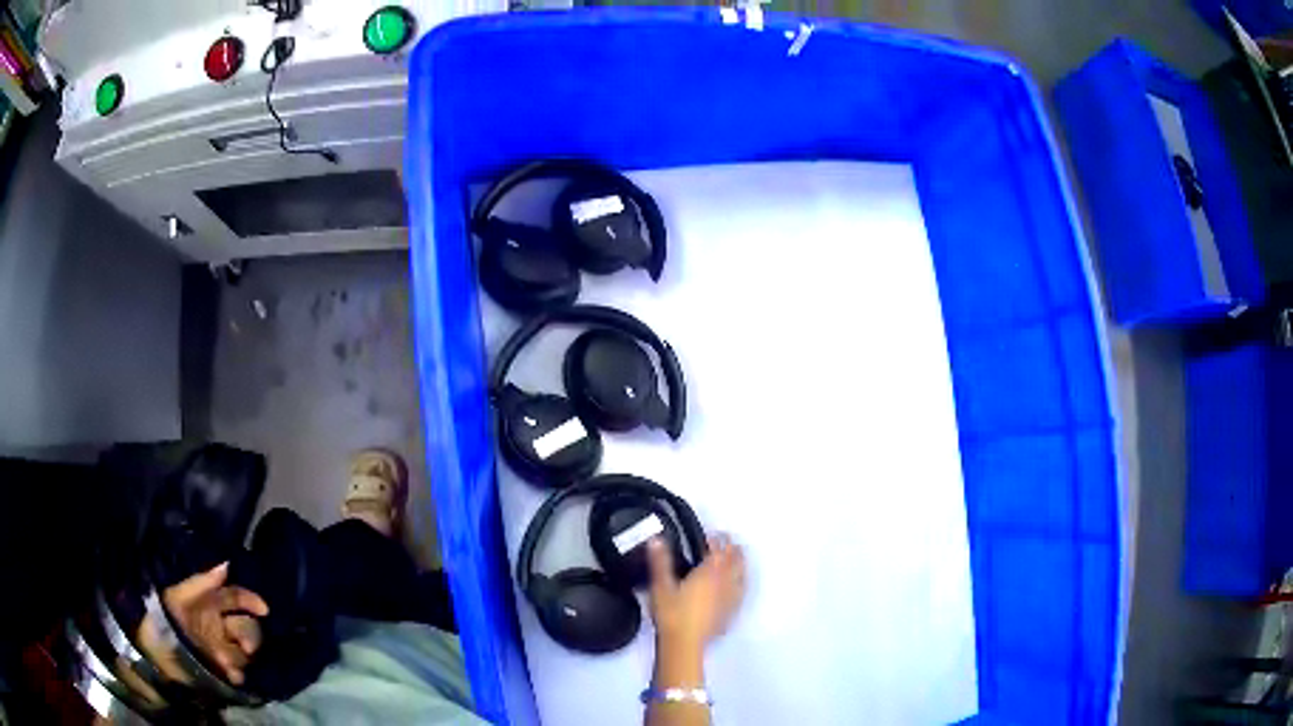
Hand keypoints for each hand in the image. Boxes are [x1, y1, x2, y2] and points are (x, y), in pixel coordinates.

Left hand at [162, 563, 267, 684]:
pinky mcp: (220, 667)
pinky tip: (230, 674)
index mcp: (212, 603)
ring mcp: (221, 646)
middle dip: (250, 636)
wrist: (153, 642)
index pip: (237, 598)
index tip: (263, 609)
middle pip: (248, 627)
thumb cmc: (167, 613)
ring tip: (224, 660)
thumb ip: (203, 581)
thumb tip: (227, 564)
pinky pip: (236, 671)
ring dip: (238, 656)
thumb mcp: (180, 594)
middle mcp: (221, 624)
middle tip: (246, 646)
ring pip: (243, 650)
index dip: (250, 601)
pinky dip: (235, 673)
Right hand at [647, 533, 746, 648]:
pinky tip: (738, 588)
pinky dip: (741, 585)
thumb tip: (656, 539)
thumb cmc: (672, 612)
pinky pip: (740, 594)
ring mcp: (730, 599)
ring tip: (739, 560)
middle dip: (733, 550)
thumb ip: (660, 561)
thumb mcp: (661, 585)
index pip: (718, 550)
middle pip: (734, 561)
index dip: (717, 540)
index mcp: (709, 572)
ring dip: (741, 565)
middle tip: (730, 542)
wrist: (683, 643)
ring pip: (741, 577)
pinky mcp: (730, 613)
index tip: (714, 534)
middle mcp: (724, 583)